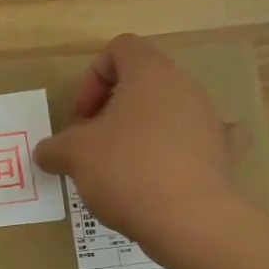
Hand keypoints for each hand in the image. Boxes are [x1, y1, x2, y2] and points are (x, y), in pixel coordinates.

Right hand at [34, 34, 240, 245]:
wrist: (188, 219)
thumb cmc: (126, 170)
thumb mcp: (74, 155)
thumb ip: (55, 147)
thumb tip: (46, 152)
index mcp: (150, 73)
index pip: (120, 49)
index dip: (92, 78)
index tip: (82, 117)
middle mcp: (185, 87)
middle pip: (144, 83)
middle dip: (114, 110)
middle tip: (94, 144)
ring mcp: (209, 120)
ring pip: (168, 113)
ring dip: (142, 132)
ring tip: (122, 169)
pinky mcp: (222, 154)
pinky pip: (198, 143)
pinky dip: (180, 153)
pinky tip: (168, 174)